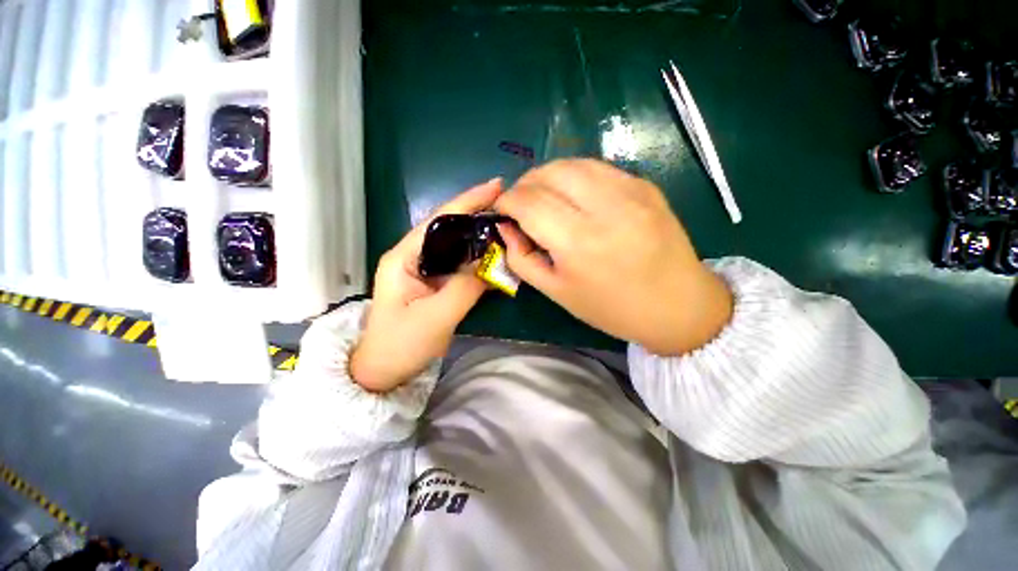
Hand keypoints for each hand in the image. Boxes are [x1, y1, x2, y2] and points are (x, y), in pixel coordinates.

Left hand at [350, 179, 501, 391]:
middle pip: (448, 228)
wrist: (384, 371)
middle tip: (508, 204)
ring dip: (479, 235)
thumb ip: (466, 286)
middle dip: (477, 213)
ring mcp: (424, 270)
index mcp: (404, 256)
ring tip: (506, 224)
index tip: (497, 186)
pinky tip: (495, 254)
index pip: (439, 220)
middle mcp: (413, 256)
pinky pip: (459, 264)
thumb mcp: (436, 316)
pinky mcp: (434, 283)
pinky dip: (478, 258)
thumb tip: (494, 262)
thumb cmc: (402, 344)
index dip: (468, 201)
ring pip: (456, 245)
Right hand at [494, 159, 731, 355]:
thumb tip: (506, 227)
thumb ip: (521, 258)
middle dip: (524, 184)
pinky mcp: (645, 185)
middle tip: (519, 204)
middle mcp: (604, 208)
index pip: (528, 202)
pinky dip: (575, 177)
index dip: (505, 201)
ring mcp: (630, 191)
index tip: (499, 210)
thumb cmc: (611, 308)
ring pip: (573, 163)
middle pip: (549, 173)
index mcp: (578, 243)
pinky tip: (574, 196)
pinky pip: (598, 168)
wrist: (678, 305)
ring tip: (543, 197)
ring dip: (548, 176)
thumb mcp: (556, 291)